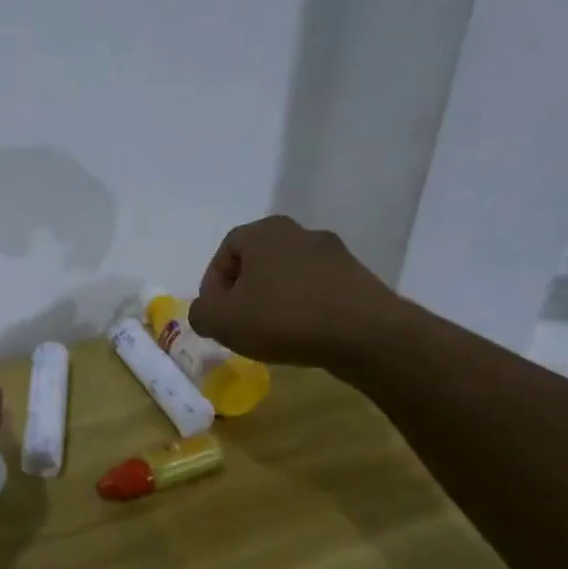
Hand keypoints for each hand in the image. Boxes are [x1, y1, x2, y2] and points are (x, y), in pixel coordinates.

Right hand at [187, 216, 404, 367]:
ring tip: (270, 332)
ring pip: (288, 275)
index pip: (226, 250)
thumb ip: (200, 312)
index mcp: (265, 232)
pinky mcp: (359, 279)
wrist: (366, 336)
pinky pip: (317, 290)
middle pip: (258, 261)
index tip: (214, 313)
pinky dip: (303, 308)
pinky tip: (302, 335)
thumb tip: (207, 312)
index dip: (213, 283)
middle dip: (243, 291)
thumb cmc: (283, 318)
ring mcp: (335, 254)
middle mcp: (300, 233)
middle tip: (238, 321)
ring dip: (274, 300)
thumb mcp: (221, 320)